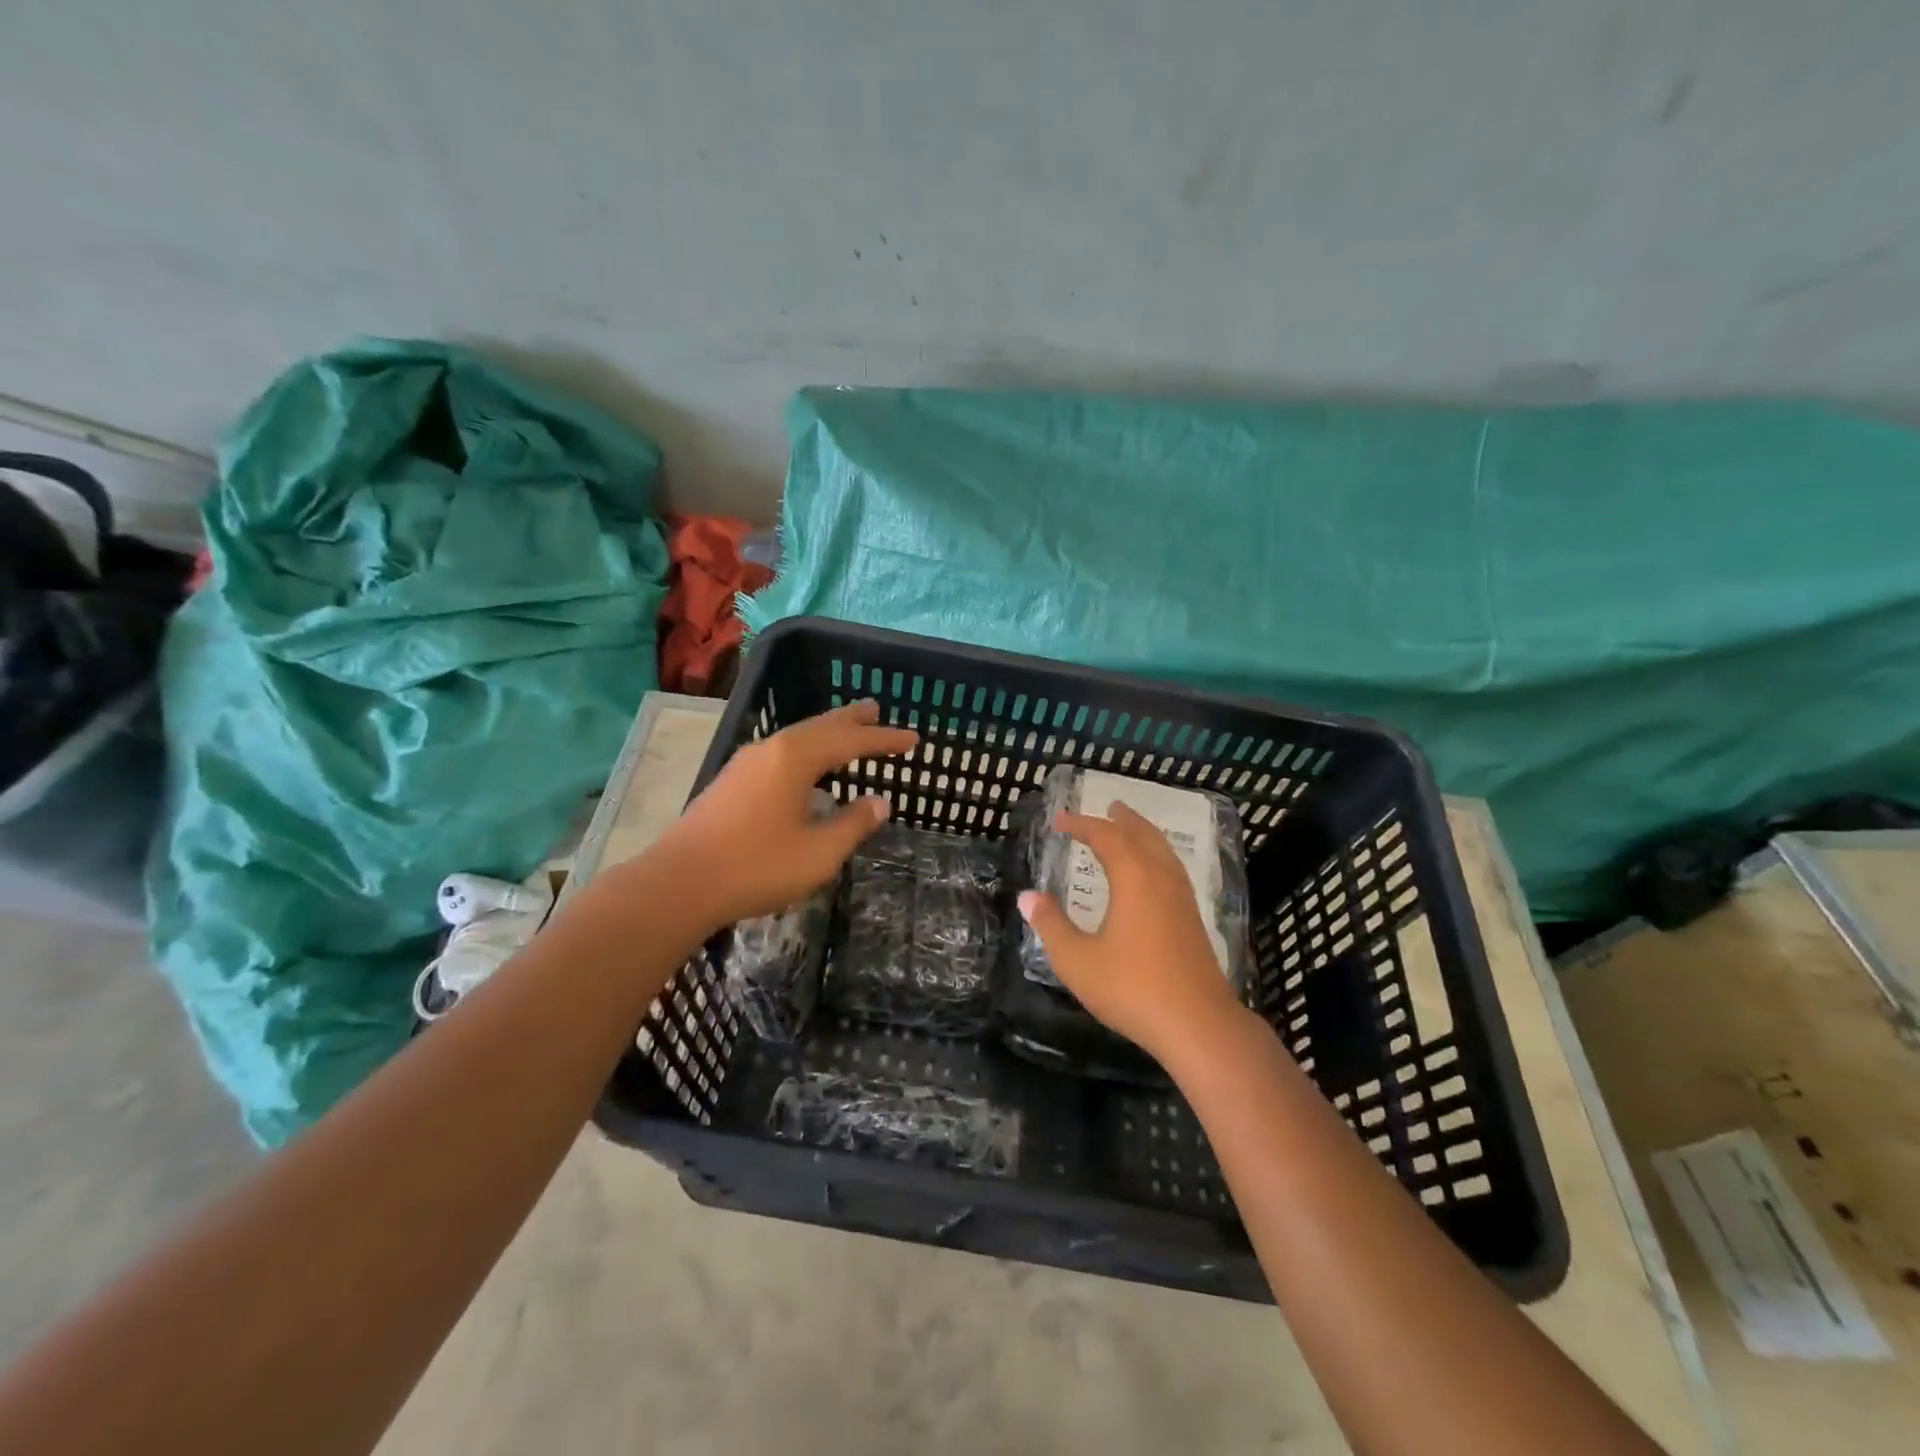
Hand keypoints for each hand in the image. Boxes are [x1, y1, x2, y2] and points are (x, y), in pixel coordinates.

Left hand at [654, 700, 917, 927]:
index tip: (913, 740)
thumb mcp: (818, 852)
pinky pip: (781, 752)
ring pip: (797, 737)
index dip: (883, 740)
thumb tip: (879, 802)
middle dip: (852, 720)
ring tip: (848, 730)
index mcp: (795, 758)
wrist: (679, 883)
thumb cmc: (757, 866)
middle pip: (820, 726)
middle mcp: (771, 749)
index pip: (850, 741)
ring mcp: (747, 763)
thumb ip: (853, 824)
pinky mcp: (732, 781)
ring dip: (826, 732)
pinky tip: (806, 765)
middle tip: (877, 710)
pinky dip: (806, 749)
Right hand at [1017, 803, 1250, 1066]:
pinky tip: (1153, 874)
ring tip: (1131, 829)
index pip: (1106, 837)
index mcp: (1134, 878)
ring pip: (1163, 851)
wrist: (1198, 1024)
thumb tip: (1028, 896)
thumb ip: (1051, 926)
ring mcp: (1182, 898)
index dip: (1082, 825)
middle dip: (1122, 820)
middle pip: (1142, 836)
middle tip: (1109, 807)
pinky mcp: (1193, 919)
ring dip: (1144, 834)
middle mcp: (1161, 878)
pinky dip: (1157, 856)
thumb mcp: (1077, 960)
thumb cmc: (1132, 988)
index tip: (1059, 821)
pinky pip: (1172, 869)